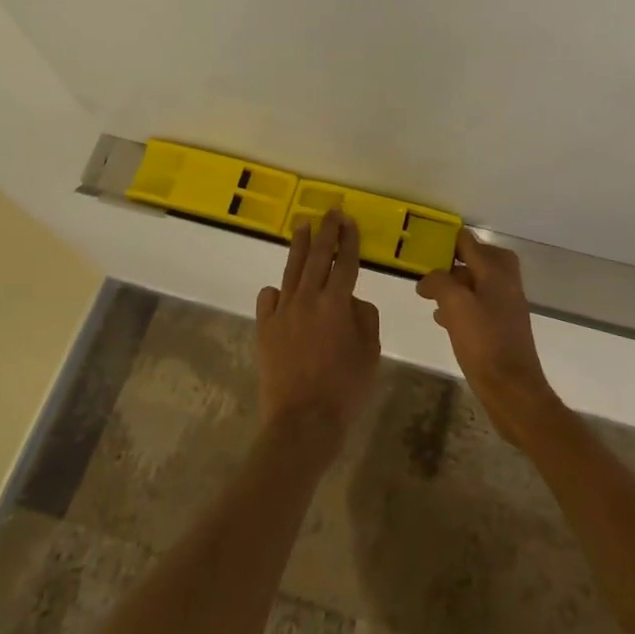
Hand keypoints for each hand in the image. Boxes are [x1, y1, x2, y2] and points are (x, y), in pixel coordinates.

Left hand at [256, 210, 380, 456]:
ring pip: (292, 270)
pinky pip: (269, 299)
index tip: (350, 221)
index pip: (345, 262)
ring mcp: (282, 312)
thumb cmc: (345, 388)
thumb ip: (365, 317)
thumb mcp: (370, 352)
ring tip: (302, 226)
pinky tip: (280, 289)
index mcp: (337, 303)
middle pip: (317, 257)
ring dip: (299, 246)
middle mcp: (308, 298)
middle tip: (329, 212)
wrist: (302, 421)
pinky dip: (276, 291)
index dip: (349, 240)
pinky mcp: (264, 328)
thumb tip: (352, 301)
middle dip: (326, 231)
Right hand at [417, 231, 560, 443]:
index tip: (424, 244)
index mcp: (496, 271)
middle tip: (430, 271)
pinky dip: (462, 305)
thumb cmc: (484, 342)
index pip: (469, 242)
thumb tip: (428, 278)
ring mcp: (506, 305)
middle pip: (478, 259)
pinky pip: (479, 305)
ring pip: (478, 283)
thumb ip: (440, 282)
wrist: (512, 388)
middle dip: (454, 263)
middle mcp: (505, 283)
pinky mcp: (502, 327)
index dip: (447, 240)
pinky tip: (443, 319)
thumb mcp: (455, 305)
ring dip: (456, 285)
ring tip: (430, 296)